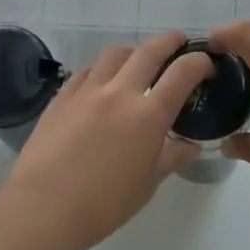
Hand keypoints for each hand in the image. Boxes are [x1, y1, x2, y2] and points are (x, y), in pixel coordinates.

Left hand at [7, 32, 213, 248]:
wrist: (44, 207)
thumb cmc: (104, 203)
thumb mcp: (148, 184)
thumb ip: (172, 157)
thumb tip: (191, 145)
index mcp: (148, 115)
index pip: (182, 73)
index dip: (198, 62)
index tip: (205, 63)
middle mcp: (119, 92)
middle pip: (149, 51)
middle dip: (169, 41)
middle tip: (178, 42)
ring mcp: (87, 91)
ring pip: (114, 54)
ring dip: (133, 51)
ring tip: (138, 61)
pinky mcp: (61, 97)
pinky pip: (86, 72)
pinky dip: (102, 70)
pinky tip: (101, 84)